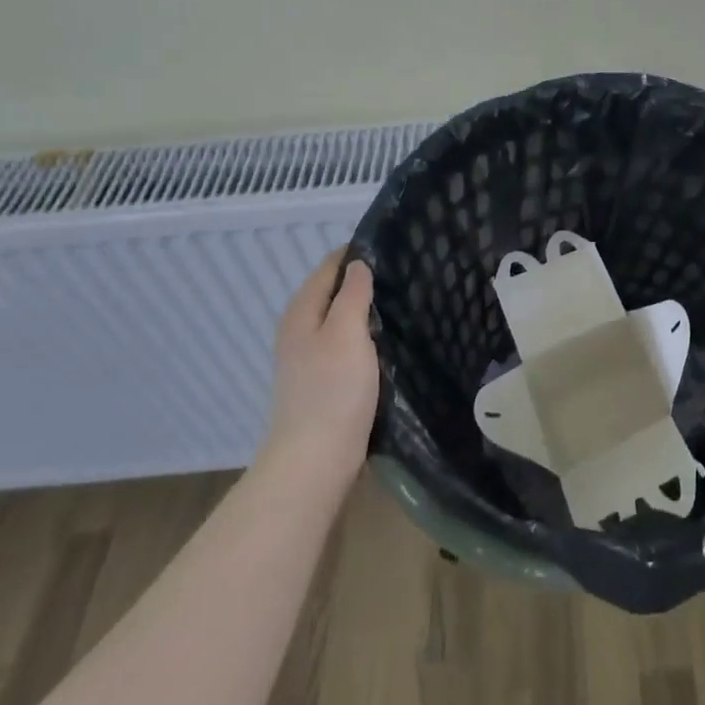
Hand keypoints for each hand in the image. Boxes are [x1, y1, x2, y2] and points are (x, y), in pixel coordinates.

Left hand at [260, 247, 379, 491]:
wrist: (316, 459)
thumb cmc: (333, 390)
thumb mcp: (346, 332)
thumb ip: (352, 294)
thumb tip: (357, 263)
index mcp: (301, 311)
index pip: (329, 267)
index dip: (356, 253)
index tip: (393, 246)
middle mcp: (299, 329)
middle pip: (332, 292)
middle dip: (363, 279)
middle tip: (405, 272)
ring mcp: (308, 357)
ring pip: (340, 319)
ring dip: (365, 308)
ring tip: (403, 300)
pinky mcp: (322, 380)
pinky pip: (345, 343)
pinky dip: (364, 334)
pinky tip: (387, 339)